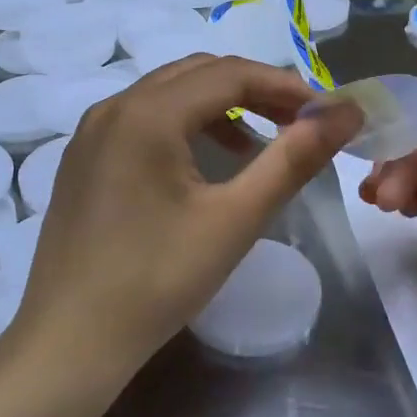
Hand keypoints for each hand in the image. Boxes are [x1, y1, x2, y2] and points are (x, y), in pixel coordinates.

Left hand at [12, 54, 361, 384]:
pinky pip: (143, 120)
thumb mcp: (235, 219)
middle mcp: (113, 106)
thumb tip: (346, 113)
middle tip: (299, 124)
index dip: (285, 86)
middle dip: (254, 91)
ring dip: (220, 107)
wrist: (69, 341)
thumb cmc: (157, 280)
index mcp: (146, 113)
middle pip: (198, 74)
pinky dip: (185, 126)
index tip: (326, 114)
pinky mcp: (83, 158)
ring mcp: (91, 132)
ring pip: (169, 94)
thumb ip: (293, 159)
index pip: (230, 74)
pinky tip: (206, 165)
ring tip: (258, 146)